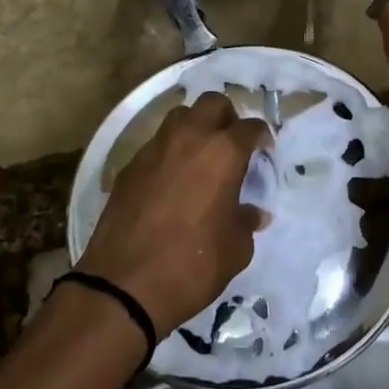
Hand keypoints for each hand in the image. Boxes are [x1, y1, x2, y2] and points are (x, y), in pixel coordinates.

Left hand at [77, 92, 272, 337]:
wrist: (124, 285)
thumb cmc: (192, 265)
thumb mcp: (236, 249)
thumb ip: (246, 222)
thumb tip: (252, 212)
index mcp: (222, 152)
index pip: (250, 127)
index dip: (261, 137)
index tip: (264, 151)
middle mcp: (188, 138)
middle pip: (212, 103)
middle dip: (227, 117)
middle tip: (232, 144)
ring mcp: (154, 149)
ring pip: (179, 116)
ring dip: (195, 128)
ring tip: (200, 157)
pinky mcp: (129, 166)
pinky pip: (155, 144)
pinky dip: (169, 152)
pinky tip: (171, 181)